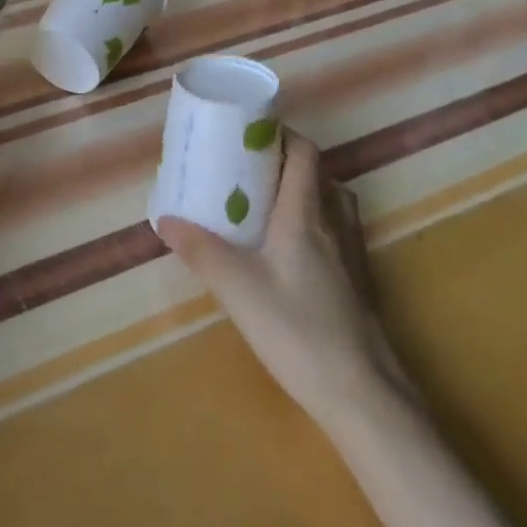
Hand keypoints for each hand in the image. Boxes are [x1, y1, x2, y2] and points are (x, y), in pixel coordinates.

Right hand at [158, 132, 407, 428]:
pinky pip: (338, 233)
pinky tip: (292, 253)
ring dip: (305, 192)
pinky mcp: (359, 283)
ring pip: (332, 204)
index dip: (282, 134)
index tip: (249, 134)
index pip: (304, 152)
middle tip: (248, 171)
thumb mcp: (237, 289)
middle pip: (319, 174)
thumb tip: (165, 220)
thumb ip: (200, 251)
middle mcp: (334, 224)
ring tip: (269, 205)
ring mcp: (352, 255)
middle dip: (286, 163)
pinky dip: (317, 224)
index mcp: (305, 214)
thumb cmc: (296, 329)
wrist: (361, 392)